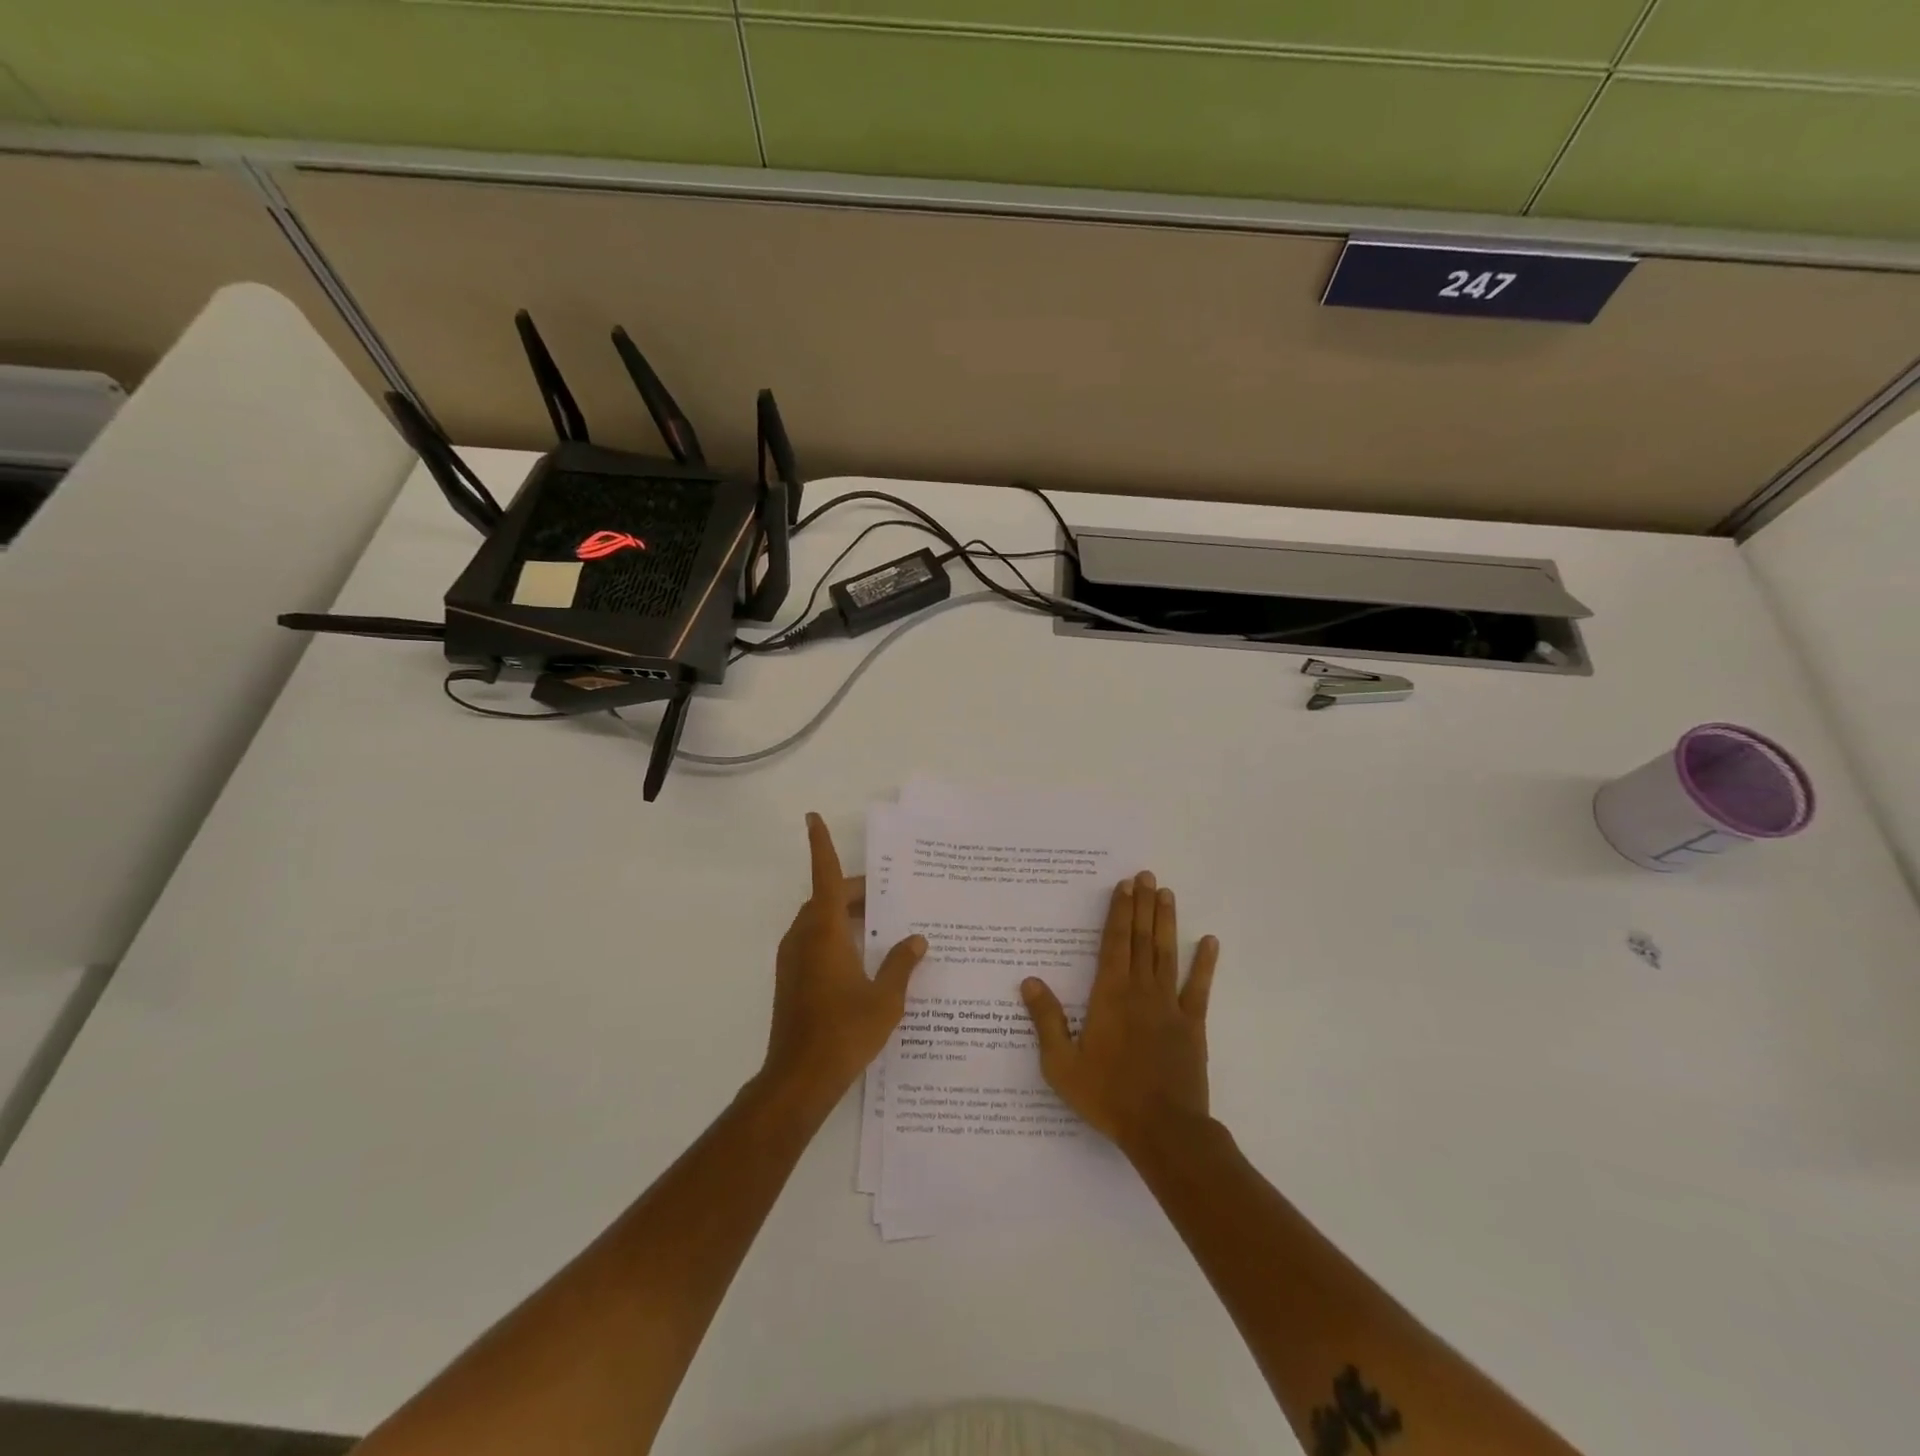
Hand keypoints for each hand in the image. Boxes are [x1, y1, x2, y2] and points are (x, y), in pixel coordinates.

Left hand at [762, 814, 926, 1111]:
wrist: (799, 1078)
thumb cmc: (844, 1032)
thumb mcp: (885, 998)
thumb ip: (901, 965)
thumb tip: (916, 940)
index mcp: (825, 933)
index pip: (824, 877)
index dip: (820, 845)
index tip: (812, 817)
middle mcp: (803, 938)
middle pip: (825, 898)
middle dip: (852, 890)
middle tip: (886, 895)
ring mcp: (793, 959)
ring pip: (818, 920)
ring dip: (843, 914)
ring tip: (880, 924)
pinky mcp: (791, 979)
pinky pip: (813, 940)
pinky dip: (835, 935)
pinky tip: (862, 957)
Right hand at [1021, 872, 1218, 1157]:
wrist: (1163, 1129)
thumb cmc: (1108, 1096)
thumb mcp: (1062, 1064)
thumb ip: (1047, 1020)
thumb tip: (1030, 982)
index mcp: (1110, 995)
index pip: (1114, 943)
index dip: (1119, 912)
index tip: (1124, 886)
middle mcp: (1141, 991)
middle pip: (1141, 939)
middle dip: (1142, 905)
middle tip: (1146, 876)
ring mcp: (1170, 1006)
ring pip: (1167, 953)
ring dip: (1166, 922)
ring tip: (1166, 893)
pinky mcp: (1192, 1025)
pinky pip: (1198, 988)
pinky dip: (1204, 964)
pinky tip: (1209, 941)